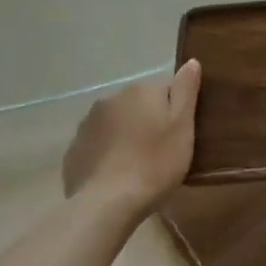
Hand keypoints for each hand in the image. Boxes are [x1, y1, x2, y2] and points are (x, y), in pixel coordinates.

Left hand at [62, 59, 201, 215]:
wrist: (108, 204)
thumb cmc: (155, 163)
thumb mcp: (182, 126)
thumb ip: (186, 90)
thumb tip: (191, 61)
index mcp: (140, 91)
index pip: (164, 92)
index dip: (174, 114)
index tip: (178, 137)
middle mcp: (110, 99)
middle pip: (138, 106)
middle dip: (148, 123)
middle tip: (160, 153)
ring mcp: (87, 124)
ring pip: (116, 124)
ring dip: (126, 136)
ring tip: (137, 167)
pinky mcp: (74, 150)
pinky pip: (98, 145)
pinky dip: (107, 154)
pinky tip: (116, 176)